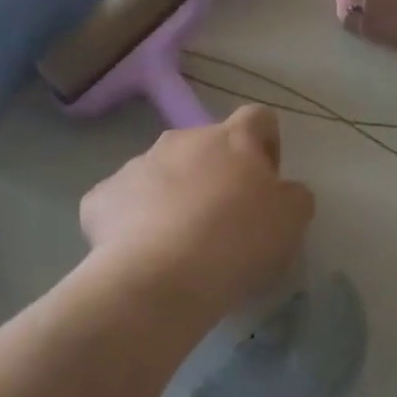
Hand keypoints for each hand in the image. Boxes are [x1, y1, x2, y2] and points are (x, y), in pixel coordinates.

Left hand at [79, 105, 313, 320]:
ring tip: (178, 244)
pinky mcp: (102, 195)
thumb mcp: (291, 220)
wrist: (159, 278)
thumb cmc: (236, 241)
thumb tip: (283, 191)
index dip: (265, 145)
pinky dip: (131, 220)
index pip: (257, 118)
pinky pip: (122, 200)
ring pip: (162, 171)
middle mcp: (183, 138)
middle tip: (222, 221)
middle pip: (205, 146)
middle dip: (215, 174)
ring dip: (173, 194)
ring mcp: (138, 163)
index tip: (265, 182)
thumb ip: (294, 195)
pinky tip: (140, 253)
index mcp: (233, 138)